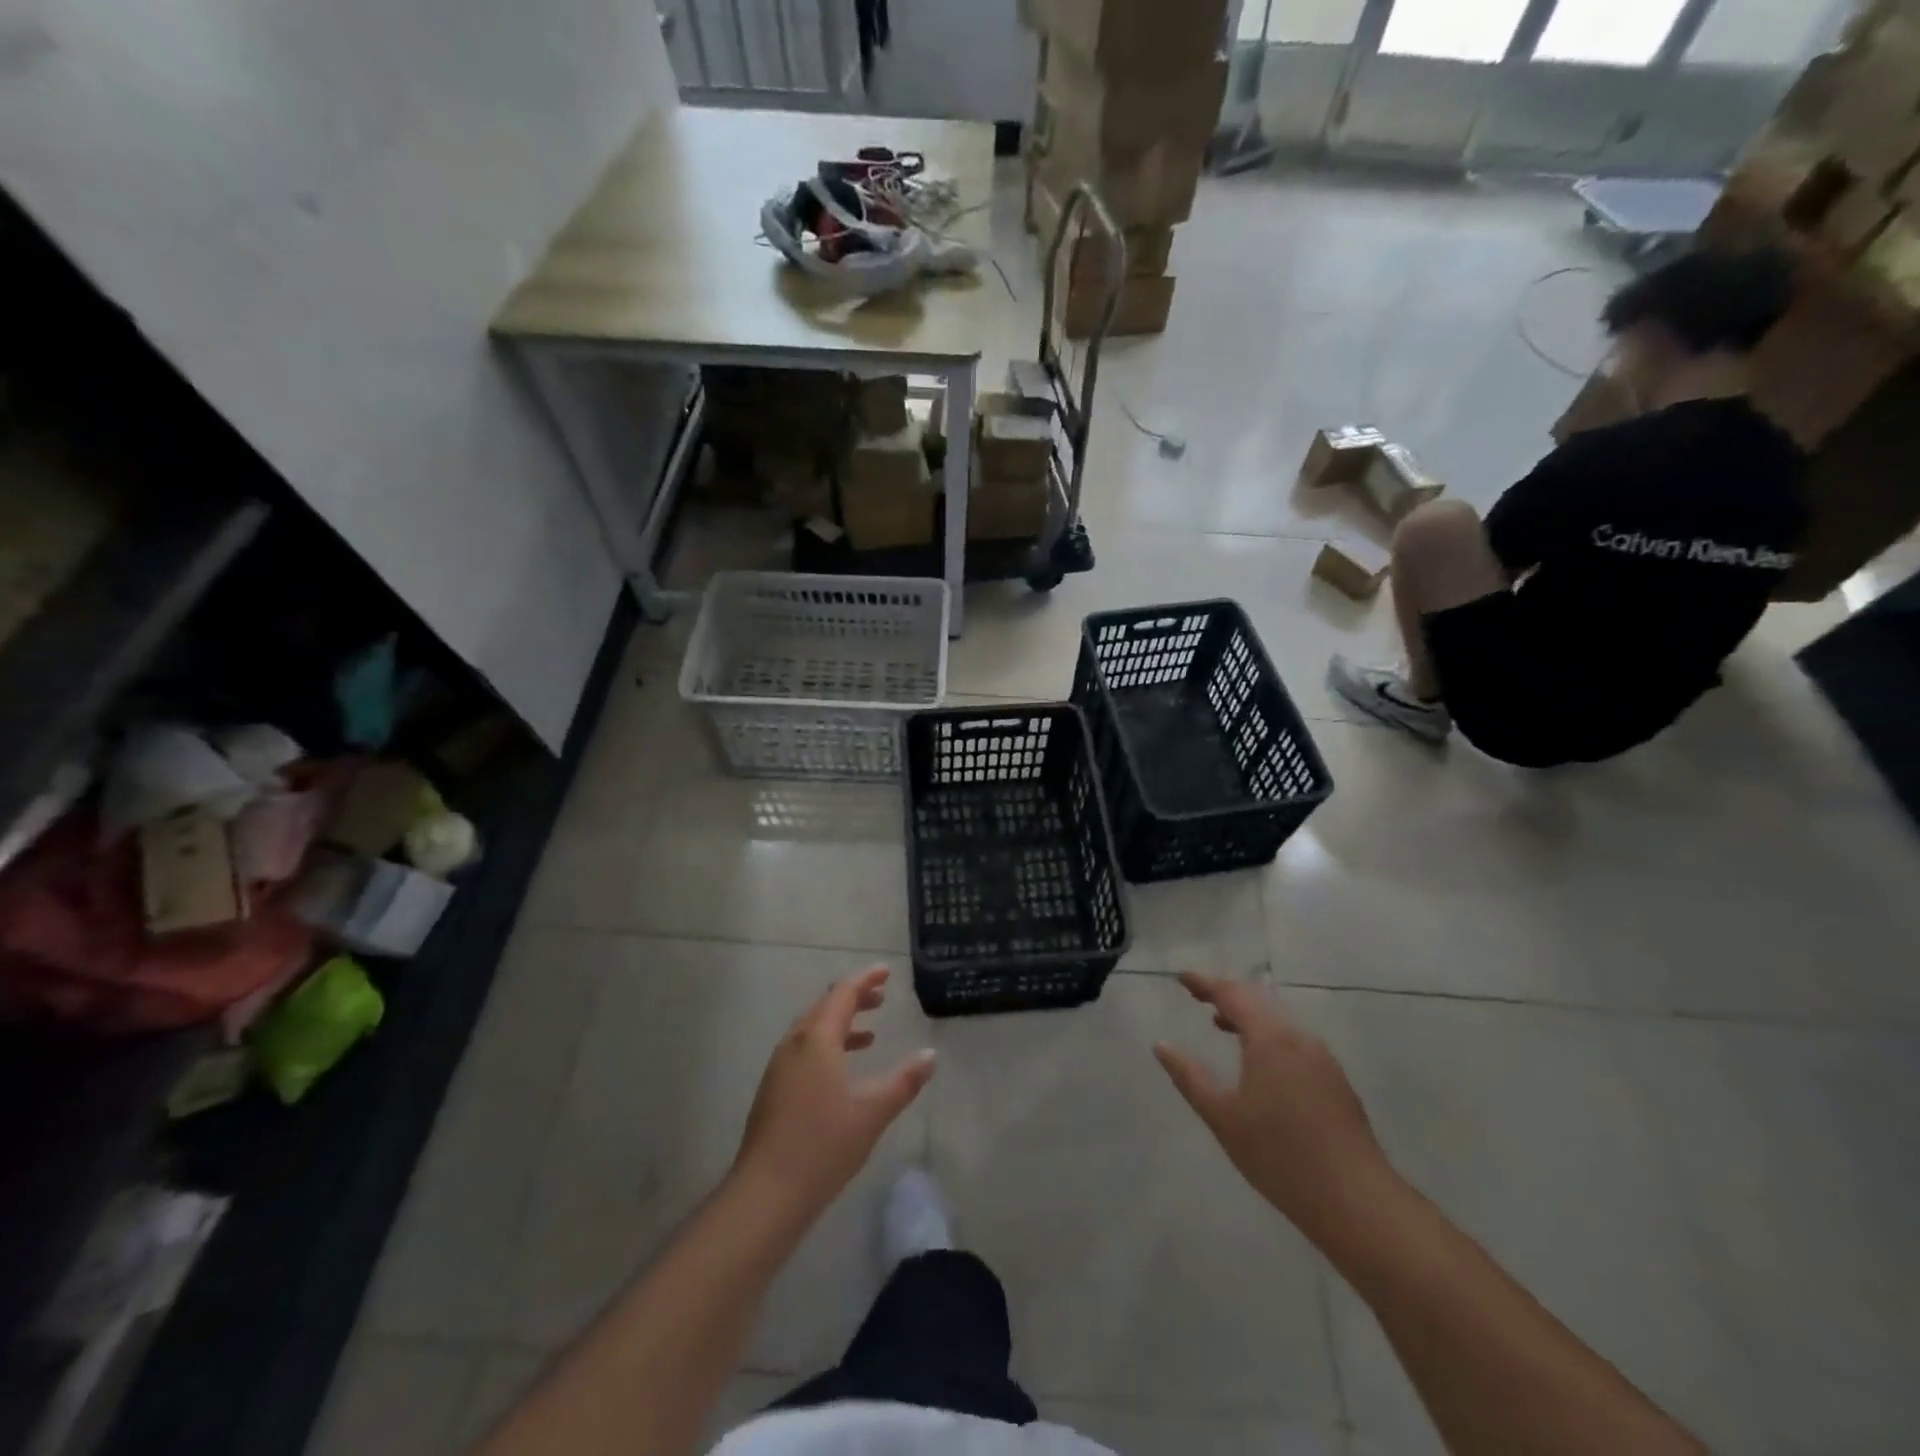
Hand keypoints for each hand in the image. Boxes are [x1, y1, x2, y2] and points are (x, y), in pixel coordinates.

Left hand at [733, 967, 935, 1215]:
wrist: (766, 1194)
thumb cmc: (823, 1145)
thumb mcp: (873, 1112)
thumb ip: (904, 1081)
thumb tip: (930, 1055)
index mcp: (816, 1040)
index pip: (843, 994)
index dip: (865, 979)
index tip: (885, 971)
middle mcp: (794, 1045)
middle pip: (825, 1008)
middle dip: (854, 998)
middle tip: (881, 997)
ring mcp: (779, 1068)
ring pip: (812, 1031)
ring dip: (840, 1024)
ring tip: (868, 1034)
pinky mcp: (773, 1091)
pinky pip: (804, 1051)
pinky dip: (827, 1046)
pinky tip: (842, 1072)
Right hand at [1155, 972, 1393, 1243]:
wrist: (1358, 1202)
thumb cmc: (1280, 1156)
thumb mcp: (1223, 1117)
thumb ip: (1189, 1076)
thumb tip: (1161, 1045)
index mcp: (1270, 1038)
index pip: (1232, 993)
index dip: (1205, 982)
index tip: (1181, 977)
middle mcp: (1298, 1037)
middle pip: (1258, 999)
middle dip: (1226, 993)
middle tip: (1197, 995)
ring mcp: (1321, 1058)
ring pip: (1278, 1020)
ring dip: (1248, 1015)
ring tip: (1220, 1024)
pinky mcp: (1334, 1079)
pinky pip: (1292, 1039)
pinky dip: (1267, 1034)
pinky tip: (1258, 1060)